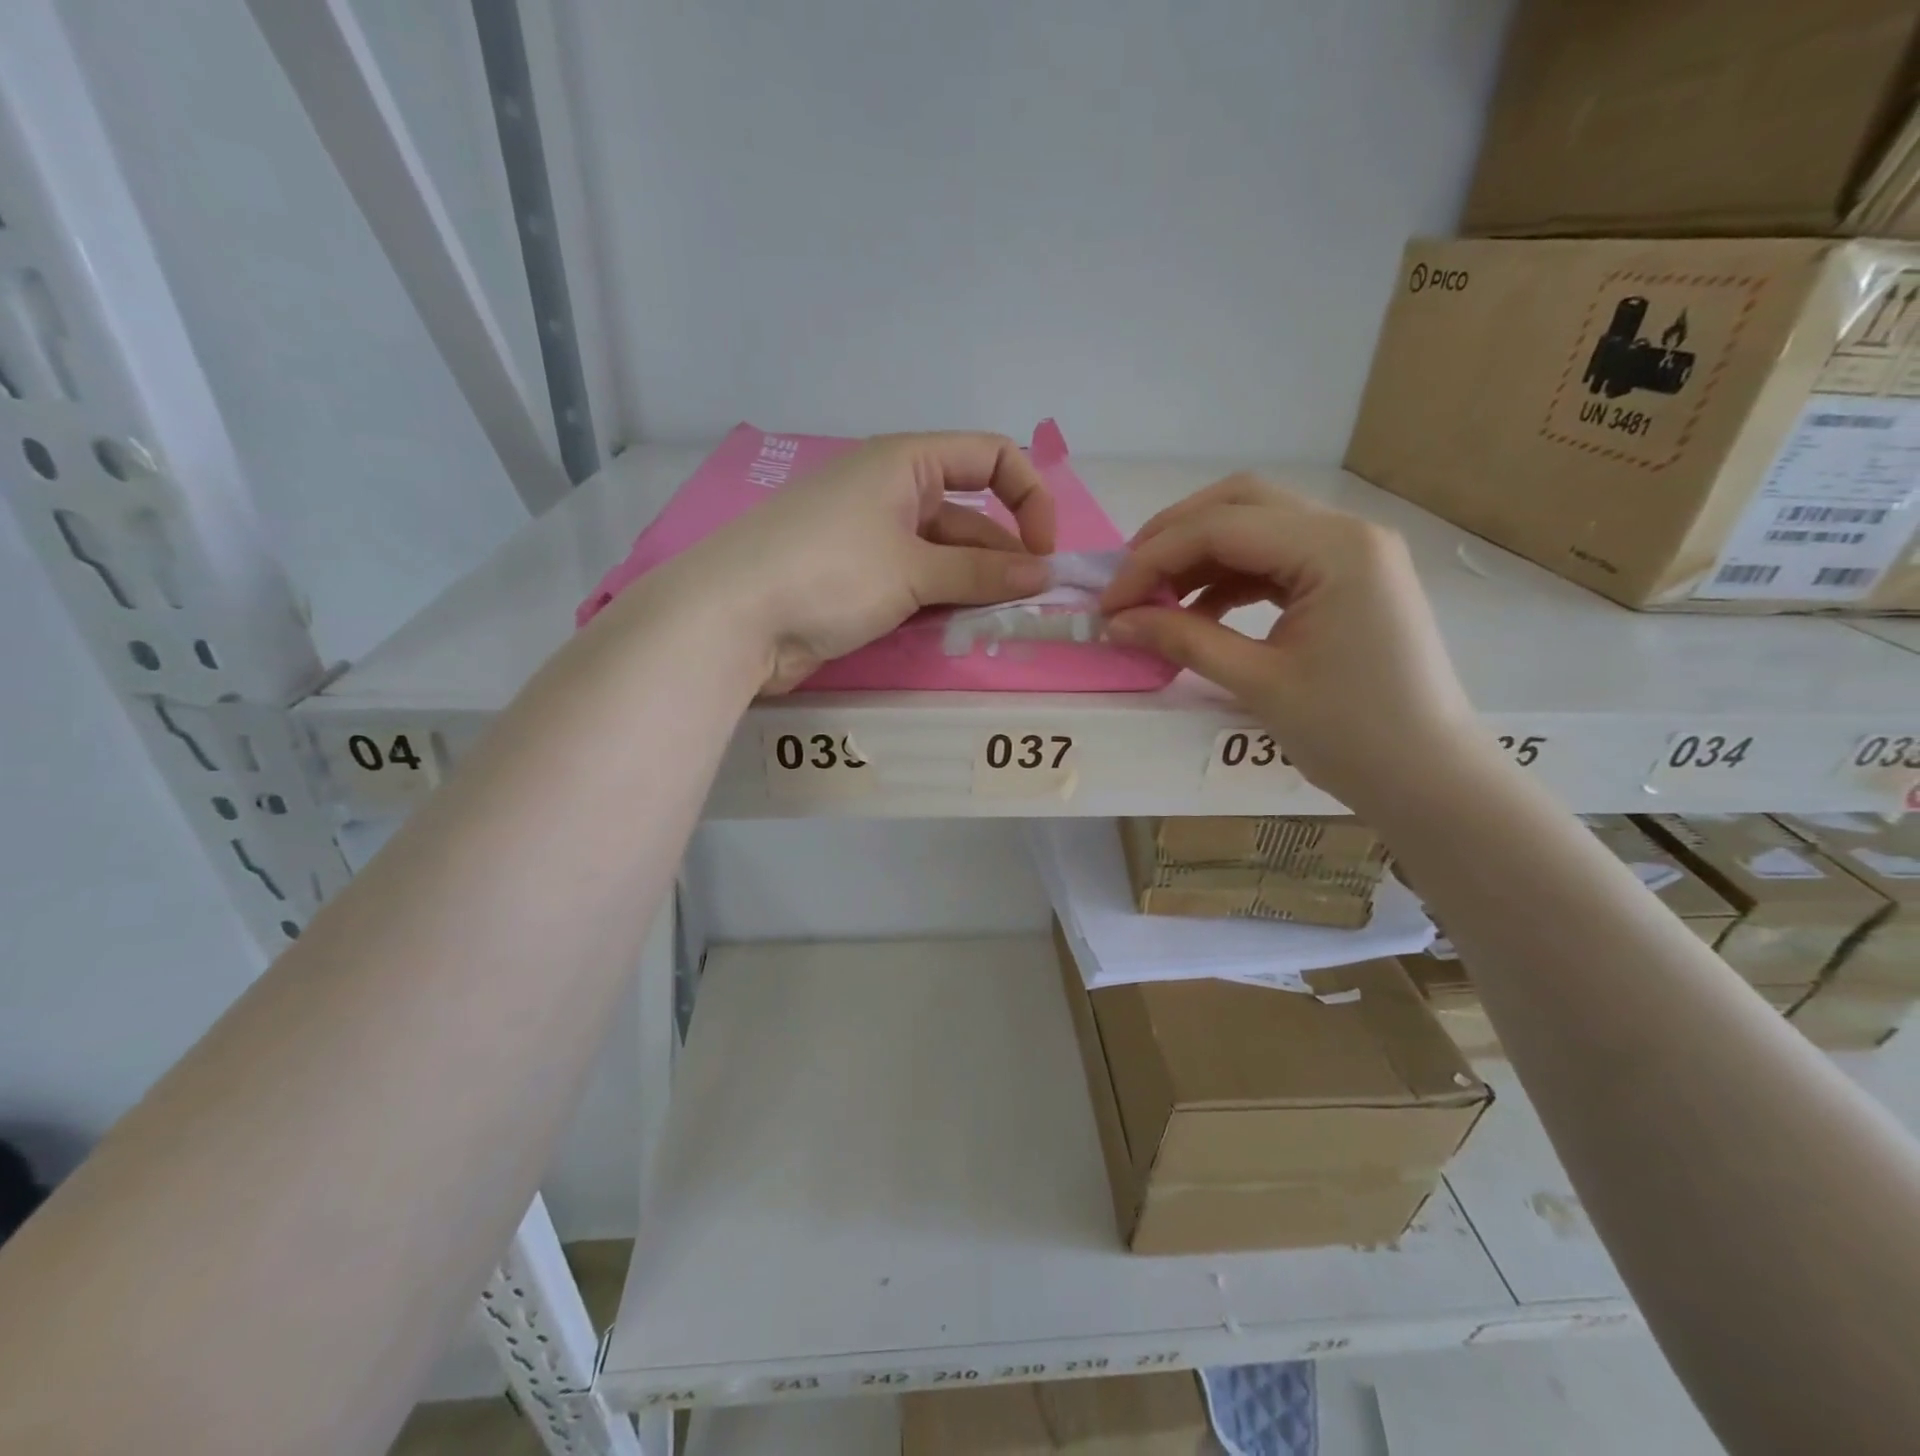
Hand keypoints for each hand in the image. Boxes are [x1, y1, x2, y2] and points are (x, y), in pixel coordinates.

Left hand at [672, 432, 1056, 691]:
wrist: (732, 620)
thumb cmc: (827, 572)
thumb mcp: (913, 569)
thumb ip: (981, 572)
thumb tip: (1043, 573)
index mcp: (904, 462)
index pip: (989, 457)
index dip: (1028, 496)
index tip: (1043, 551)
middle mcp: (891, 492)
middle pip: (969, 514)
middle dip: (1003, 554)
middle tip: (1030, 602)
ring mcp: (871, 538)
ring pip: (944, 554)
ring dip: (975, 584)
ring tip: (1001, 621)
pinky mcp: (857, 580)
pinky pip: (916, 583)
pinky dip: (942, 601)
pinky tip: (961, 628)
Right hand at [1100, 474, 1478, 808]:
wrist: (1429, 779)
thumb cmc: (1351, 734)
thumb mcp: (1258, 683)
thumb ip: (1183, 640)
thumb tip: (1116, 622)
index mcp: (1335, 549)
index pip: (1221, 528)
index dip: (1152, 560)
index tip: (1108, 603)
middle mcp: (1347, 532)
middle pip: (1240, 503)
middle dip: (1174, 537)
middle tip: (1128, 581)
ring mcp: (1352, 553)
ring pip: (1256, 526)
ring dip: (1199, 556)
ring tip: (1154, 599)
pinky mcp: (1348, 579)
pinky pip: (1275, 559)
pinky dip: (1229, 577)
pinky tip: (1197, 611)